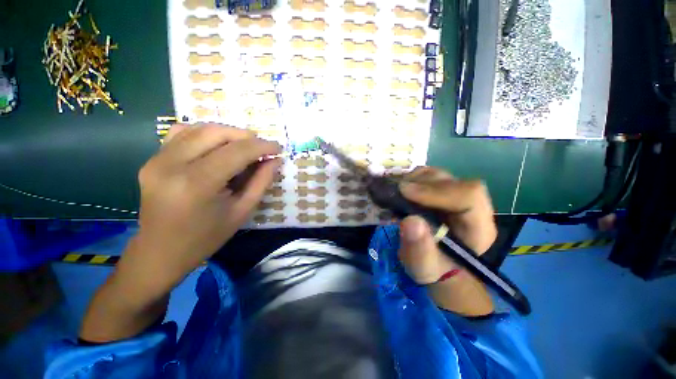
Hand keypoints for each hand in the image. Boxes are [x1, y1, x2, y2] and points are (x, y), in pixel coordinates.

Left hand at [118, 124, 281, 298]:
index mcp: (197, 184)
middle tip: (262, 149)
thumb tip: (275, 160)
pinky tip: (216, 146)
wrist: (161, 251)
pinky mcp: (152, 159)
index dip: (262, 146)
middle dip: (246, 137)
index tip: (278, 148)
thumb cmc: (206, 237)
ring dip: (228, 134)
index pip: (237, 151)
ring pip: (199, 128)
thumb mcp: (242, 211)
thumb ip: (261, 182)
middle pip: (217, 133)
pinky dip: (205, 134)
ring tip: (244, 147)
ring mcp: (157, 159)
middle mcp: (172, 164)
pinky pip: (181, 133)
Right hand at [397, 167, 496, 315]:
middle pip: (451, 181)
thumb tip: (410, 220)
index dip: (437, 190)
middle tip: (396, 192)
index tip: (405, 193)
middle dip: (421, 184)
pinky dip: (411, 179)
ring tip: (397, 192)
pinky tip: (400, 190)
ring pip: (438, 175)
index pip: (469, 196)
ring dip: (414, 180)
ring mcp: (455, 197)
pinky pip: (427, 177)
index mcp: (477, 227)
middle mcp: (470, 207)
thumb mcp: (423, 267)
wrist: (437, 264)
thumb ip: (419, 249)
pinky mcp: (441, 193)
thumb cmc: (434, 269)